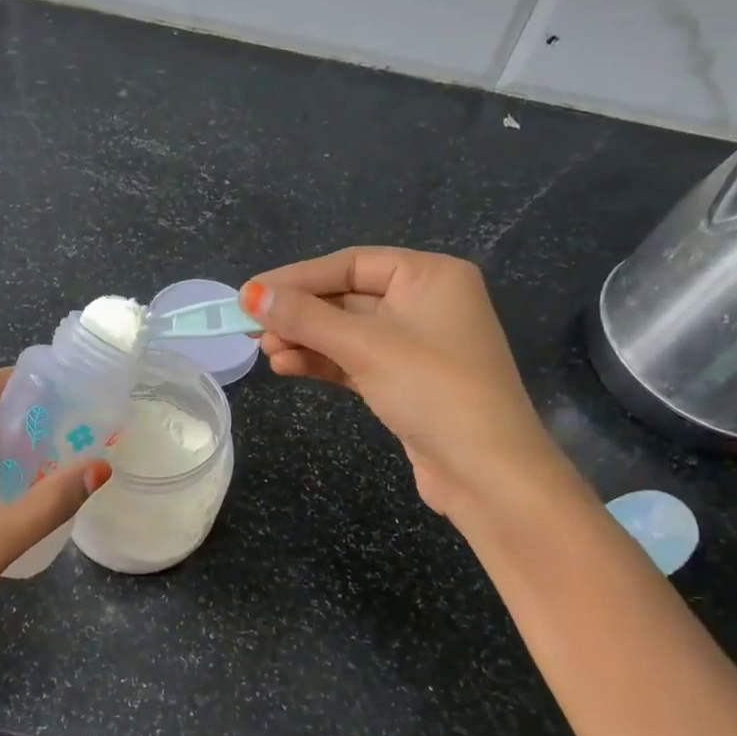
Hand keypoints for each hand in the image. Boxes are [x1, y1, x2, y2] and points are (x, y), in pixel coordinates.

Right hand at [242, 248, 561, 517]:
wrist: (486, 472)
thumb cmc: (433, 390)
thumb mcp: (366, 346)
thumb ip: (306, 318)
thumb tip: (251, 294)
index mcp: (430, 276)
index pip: (351, 263)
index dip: (297, 277)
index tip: (250, 292)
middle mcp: (425, 303)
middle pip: (346, 296)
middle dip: (299, 313)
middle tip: (250, 327)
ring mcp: (415, 345)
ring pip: (346, 332)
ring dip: (305, 340)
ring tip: (264, 352)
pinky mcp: (404, 381)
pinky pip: (354, 360)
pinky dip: (322, 362)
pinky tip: (286, 366)